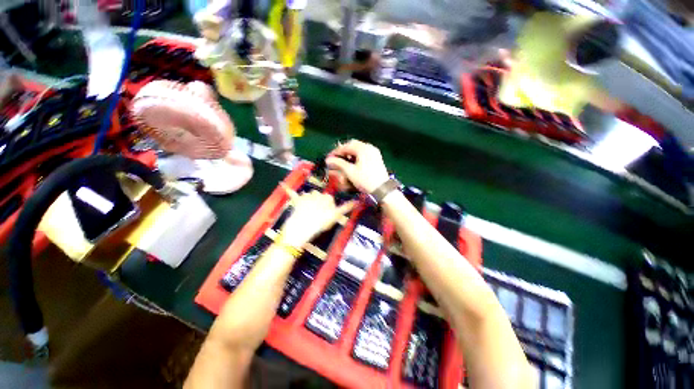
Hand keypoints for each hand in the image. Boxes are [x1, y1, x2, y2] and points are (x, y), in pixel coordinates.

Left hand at [279, 185, 354, 247]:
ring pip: (309, 194)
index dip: (328, 207)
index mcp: (326, 197)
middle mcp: (317, 194)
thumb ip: (346, 208)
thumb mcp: (336, 216)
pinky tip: (282, 184)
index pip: (330, 199)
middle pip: (319, 196)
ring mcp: (306, 196)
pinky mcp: (296, 200)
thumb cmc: (320, 223)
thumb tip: (358, 201)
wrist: (303, 228)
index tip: (327, 214)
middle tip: (317, 214)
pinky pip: (291, 193)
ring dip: (309, 199)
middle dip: (319, 202)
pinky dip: (287, 189)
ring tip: (308, 210)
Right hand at [325, 140, 389, 193]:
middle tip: (336, 158)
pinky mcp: (377, 158)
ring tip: (343, 160)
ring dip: (350, 153)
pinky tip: (353, 162)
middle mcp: (369, 147)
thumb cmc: (365, 180)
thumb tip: (328, 160)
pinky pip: (364, 153)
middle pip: (353, 145)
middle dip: (343, 151)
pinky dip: (357, 156)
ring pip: (359, 148)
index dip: (336, 152)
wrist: (382, 189)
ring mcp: (374, 152)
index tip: (329, 158)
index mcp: (363, 148)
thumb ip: (339, 164)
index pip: (346, 146)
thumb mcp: (350, 172)